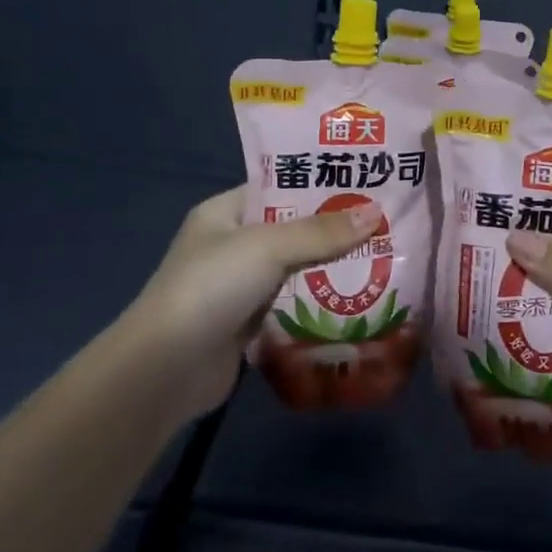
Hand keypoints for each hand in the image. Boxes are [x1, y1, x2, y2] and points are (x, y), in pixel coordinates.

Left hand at [126, 186, 382, 416]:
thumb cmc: (212, 287)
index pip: (277, 188)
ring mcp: (239, 287)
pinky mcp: (249, 324)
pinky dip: (319, 303)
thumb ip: (320, 231)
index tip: (364, 185)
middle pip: (291, 230)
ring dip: (330, 269)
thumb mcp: (267, 246)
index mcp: (224, 213)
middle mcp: (231, 246)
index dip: (318, 184)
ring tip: (383, 259)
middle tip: (385, 224)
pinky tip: (359, 300)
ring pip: (295, 270)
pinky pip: (293, 305)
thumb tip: (375, 212)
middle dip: (334, 231)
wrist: (167, 367)